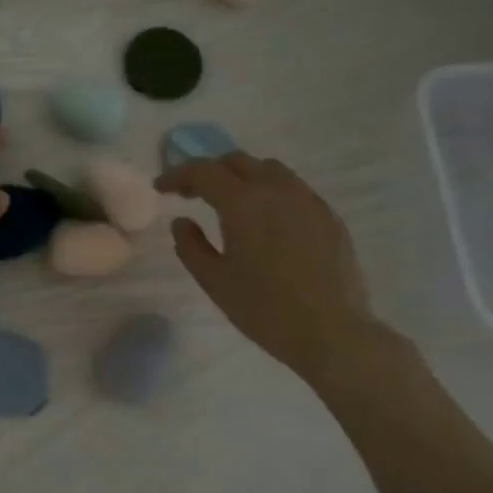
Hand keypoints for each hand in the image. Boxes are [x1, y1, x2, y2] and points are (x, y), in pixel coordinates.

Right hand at [156, 153, 379, 384]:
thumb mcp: (214, 281)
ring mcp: (308, 200)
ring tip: (229, 202)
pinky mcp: (328, 215)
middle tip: (191, 194)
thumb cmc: (264, 309)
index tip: (161, 188)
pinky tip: (264, 219)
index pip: (203, 171)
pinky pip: (292, 188)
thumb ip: (190, 246)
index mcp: (244, 203)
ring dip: (241, 176)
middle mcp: (277, 190)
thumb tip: (182, 221)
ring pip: (269, 169)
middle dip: (209, 171)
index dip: (177, 175)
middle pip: (237, 161)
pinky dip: (268, 191)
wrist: (331, 331)